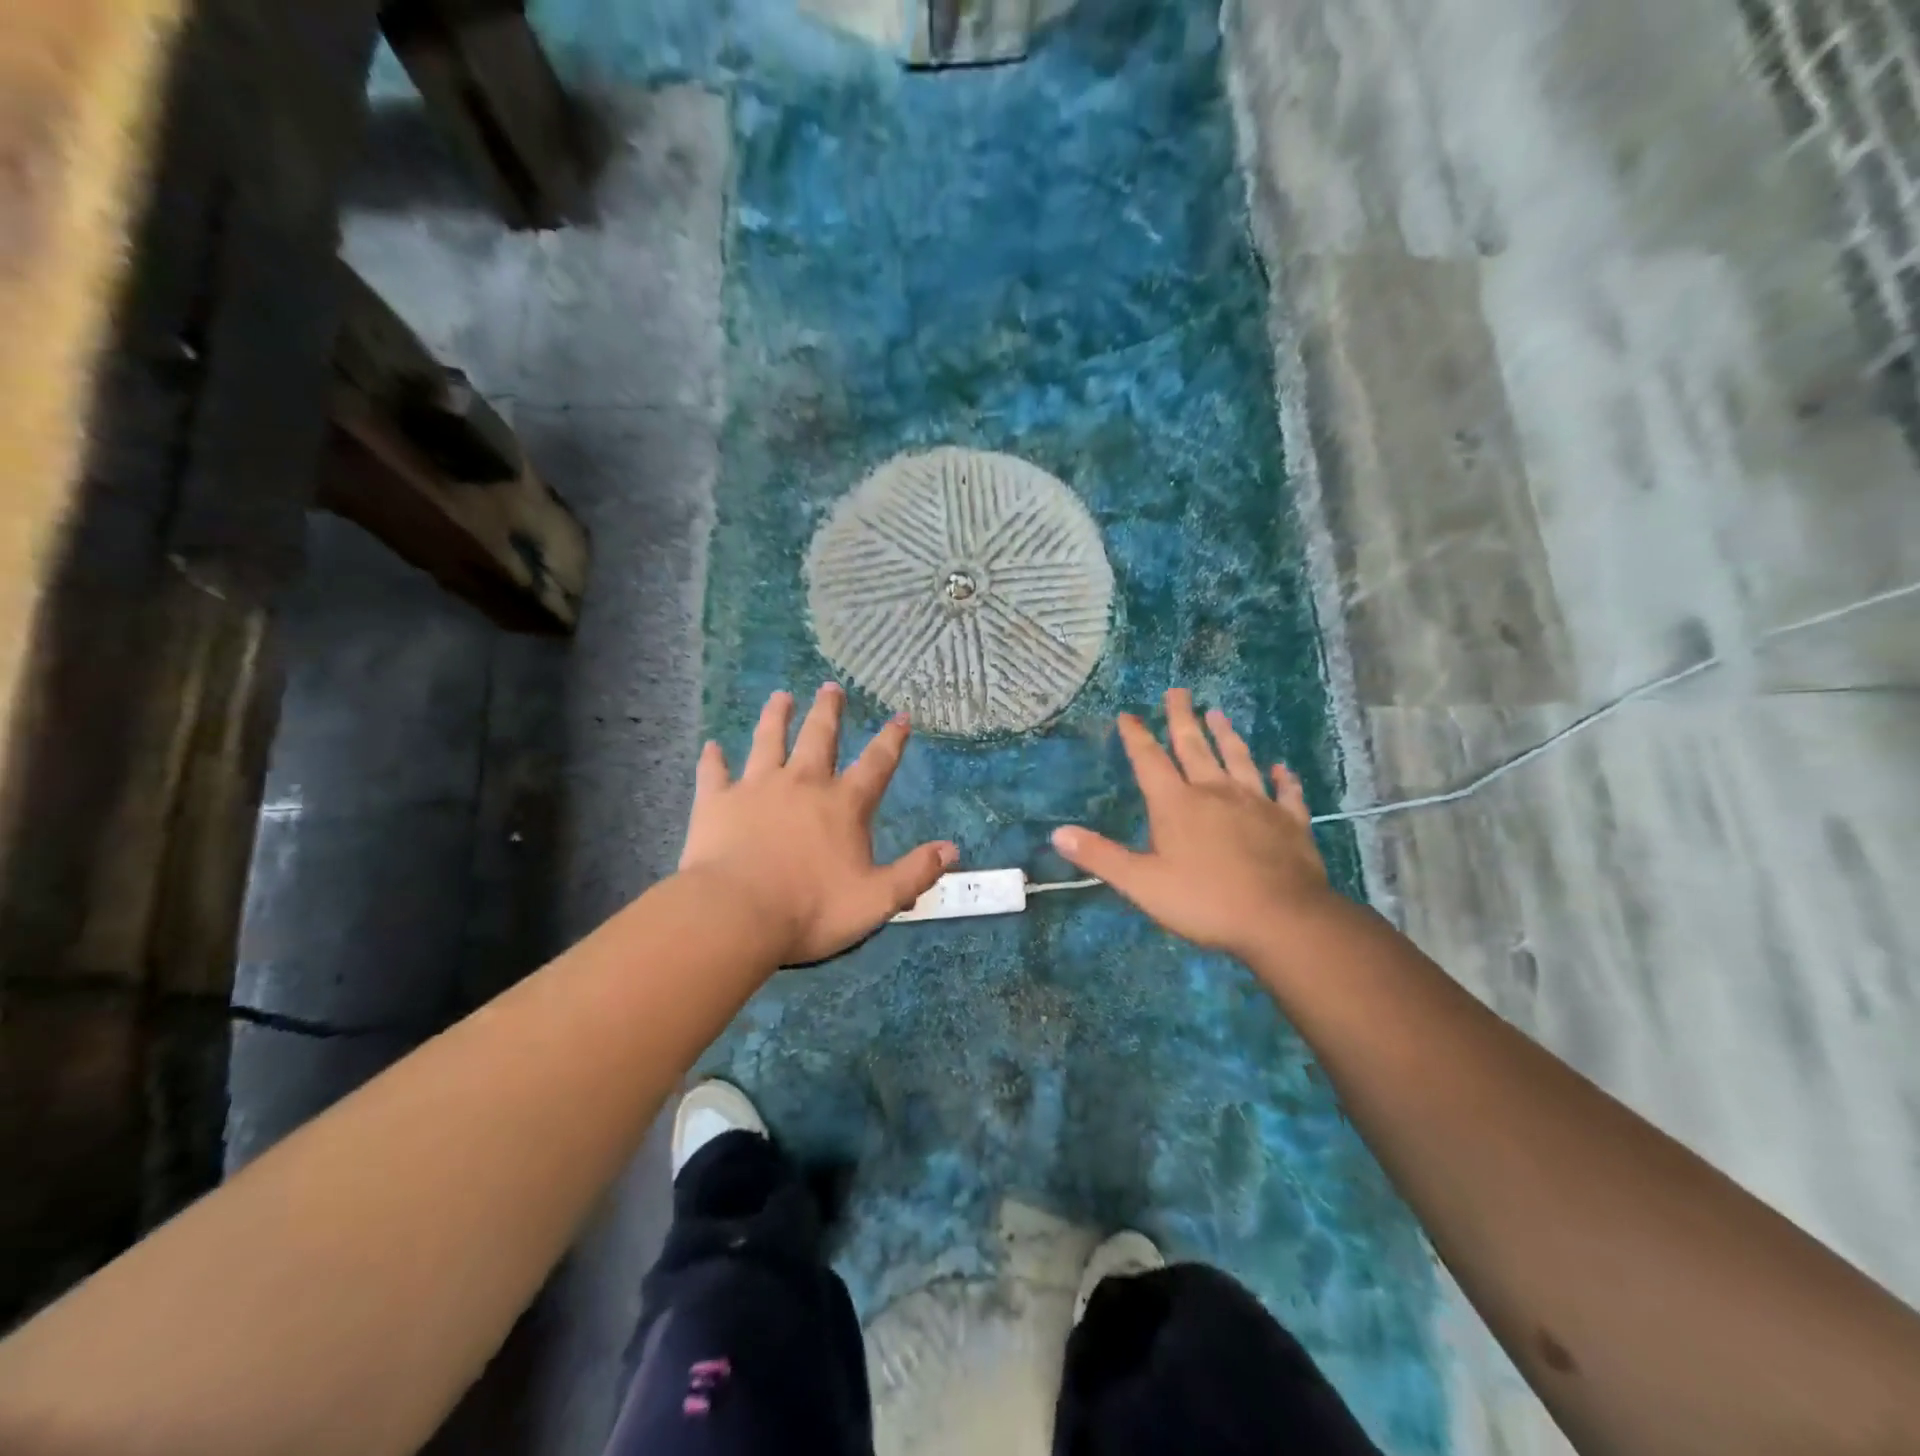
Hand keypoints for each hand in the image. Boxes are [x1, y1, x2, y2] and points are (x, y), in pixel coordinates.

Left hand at [679, 683, 957, 965]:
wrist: (736, 915)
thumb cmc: (811, 909)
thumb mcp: (876, 899)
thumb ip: (915, 872)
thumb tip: (952, 849)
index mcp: (843, 805)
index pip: (876, 764)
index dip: (891, 739)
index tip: (900, 716)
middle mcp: (803, 784)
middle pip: (819, 737)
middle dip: (828, 711)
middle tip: (831, 687)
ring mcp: (757, 788)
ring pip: (768, 741)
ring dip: (776, 717)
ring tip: (780, 697)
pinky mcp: (717, 802)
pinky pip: (715, 773)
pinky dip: (713, 759)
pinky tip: (711, 746)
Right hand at [1051, 689, 1332, 959]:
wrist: (1281, 918)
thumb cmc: (1204, 900)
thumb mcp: (1141, 883)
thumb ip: (1101, 856)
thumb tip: (1057, 833)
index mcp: (1176, 804)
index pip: (1149, 761)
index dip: (1136, 737)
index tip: (1128, 714)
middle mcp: (1215, 792)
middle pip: (1195, 746)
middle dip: (1182, 718)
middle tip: (1178, 691)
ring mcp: (1256, 803)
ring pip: (1238, 759)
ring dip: (1227, 736)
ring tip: (1218, 713)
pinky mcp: (1289, 821)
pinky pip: (1285, 793)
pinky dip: (1282, 779)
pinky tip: (1281, 768)